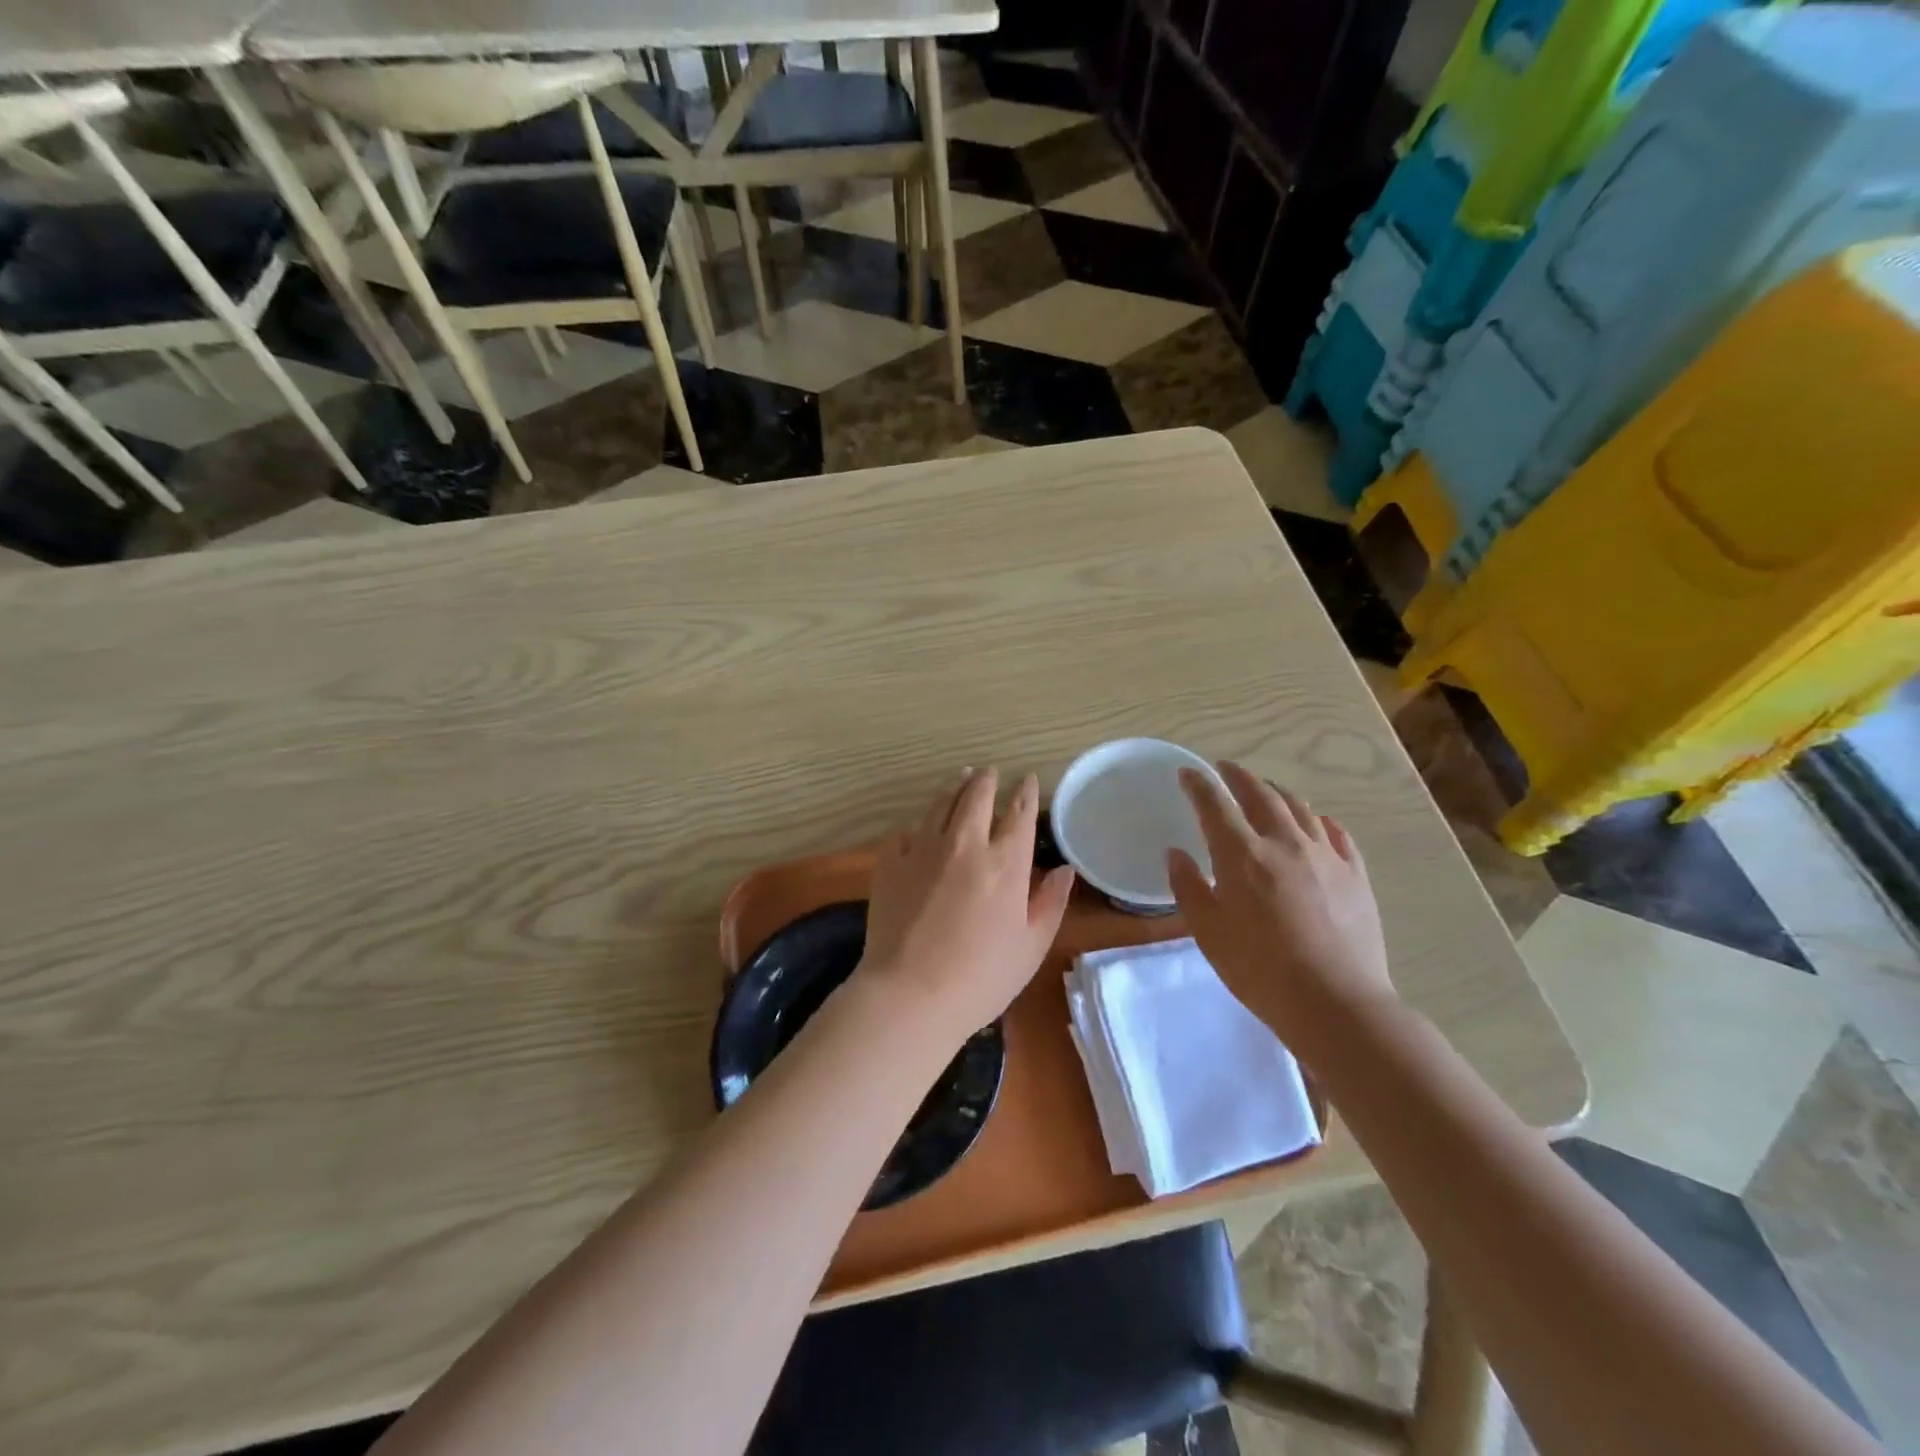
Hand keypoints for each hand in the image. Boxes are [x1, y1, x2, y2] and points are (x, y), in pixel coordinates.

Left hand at [857, 768, 1076, 1048]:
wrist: (909, 994)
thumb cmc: (981, 978)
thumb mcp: (1031, 946)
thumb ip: (1050, 902)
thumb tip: (1065, 869)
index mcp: (1004, 863)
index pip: (1019, 813)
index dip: (1025, 793)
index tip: (1027, 780)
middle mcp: (965, 844)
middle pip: (977, 796)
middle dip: (987, 780)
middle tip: (990, 772)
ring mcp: (923, 849)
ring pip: (940, 803)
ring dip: (954, 787)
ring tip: (960, 777)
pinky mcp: (890, 862)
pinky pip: (905, 830)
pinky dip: (918, 824)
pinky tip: (920, 825)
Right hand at [1167, 761, 1394, 1052]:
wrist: (1336, 1002)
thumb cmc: (1260, 969)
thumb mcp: (1208, 932)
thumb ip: (1188, 887)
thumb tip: (1176, 853)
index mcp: (1242, 855)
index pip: (1215, 805)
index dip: (1198, 784)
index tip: (1187, 773)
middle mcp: (1284, 842)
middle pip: (1260, 795)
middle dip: (1238, 777)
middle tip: (1225, 768)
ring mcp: (1325, 856)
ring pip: (1300, 808)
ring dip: (1277, 793)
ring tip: (1266, 790)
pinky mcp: (1356, 875)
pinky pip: (1337, 834)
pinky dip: (1320, 820)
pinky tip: (1317, 823)